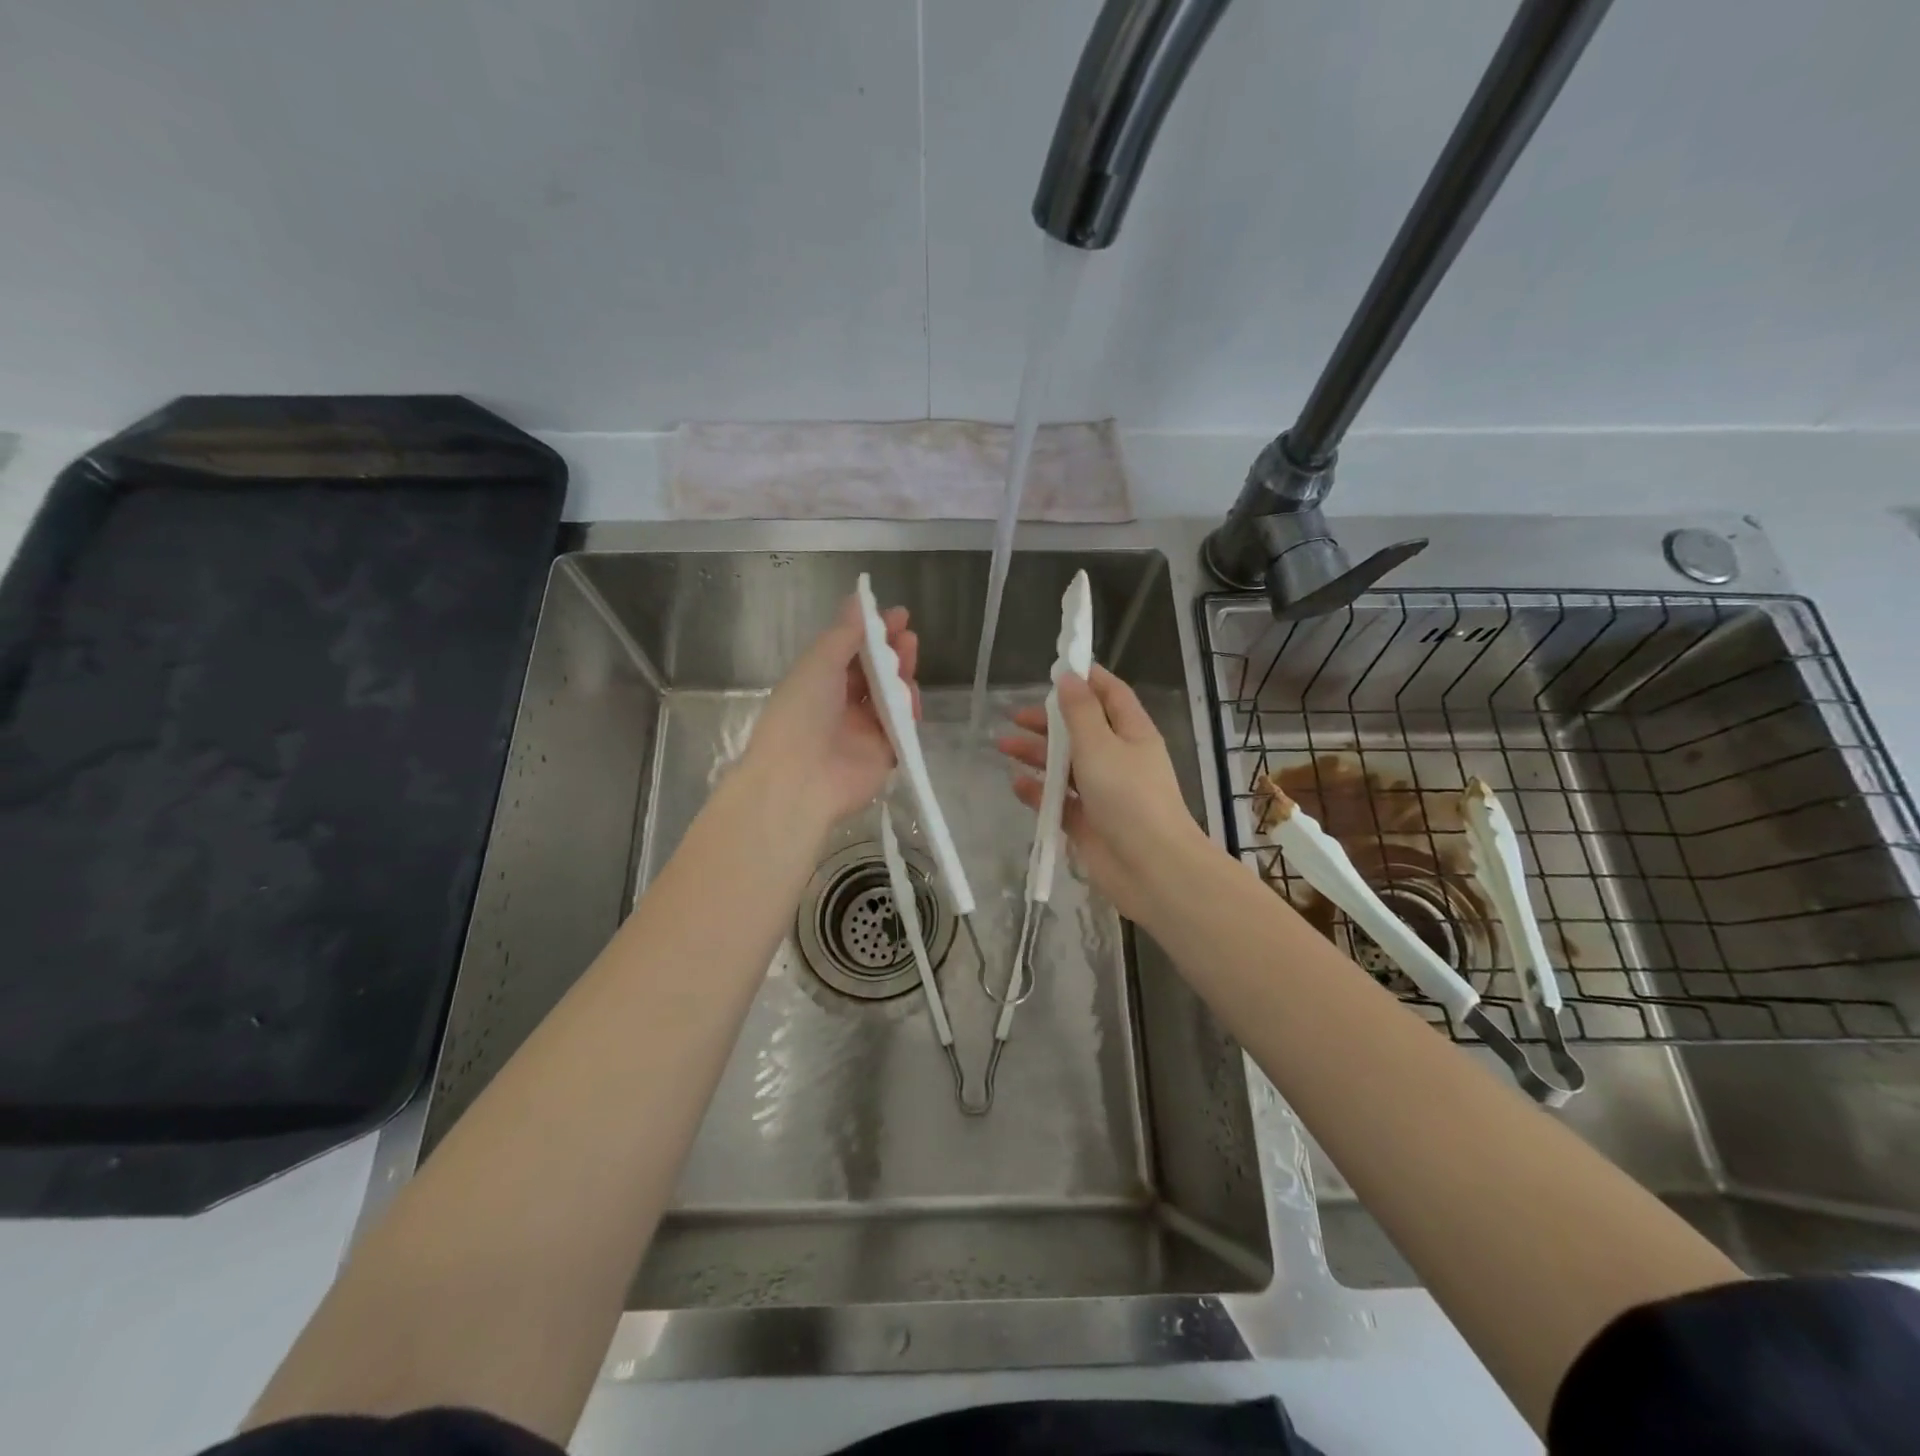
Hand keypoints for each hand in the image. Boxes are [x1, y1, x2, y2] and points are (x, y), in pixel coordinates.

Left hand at [740, 594, 918, 831]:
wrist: (801, 779)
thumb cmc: (801, 713)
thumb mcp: (818, 663)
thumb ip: (844, 633)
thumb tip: (859, 599)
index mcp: (817, 683)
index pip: (850, 652)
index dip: (872, 632)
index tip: (897, 615)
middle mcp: (839, 706)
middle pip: (874, 673)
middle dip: (891, 651)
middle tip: (908, 635)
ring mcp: (863, 731)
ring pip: (890, 696)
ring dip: (902, 674)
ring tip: (911, 656)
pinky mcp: (883, 754)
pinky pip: (902, 726)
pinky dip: (909, 709)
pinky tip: (911, 695)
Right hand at [996, 664, 1208, 922]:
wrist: (1150, 868)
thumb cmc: (1128, 797)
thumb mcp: (1100, 745)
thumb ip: (1080, 711)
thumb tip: (1068, 677)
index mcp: (1132, 733)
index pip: (1111, 694)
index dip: (1087, 679)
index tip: (1056, 668)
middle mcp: (1119, 759)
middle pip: (1081, 729)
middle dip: (1049, 720)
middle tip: (1015, 716)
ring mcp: (1103, 792)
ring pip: (1066, 765)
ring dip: (1037, 754)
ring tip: (1002, 746)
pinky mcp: (1088, 822)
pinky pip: (1059, 800)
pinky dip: (1039, 791)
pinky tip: (1016, 784)